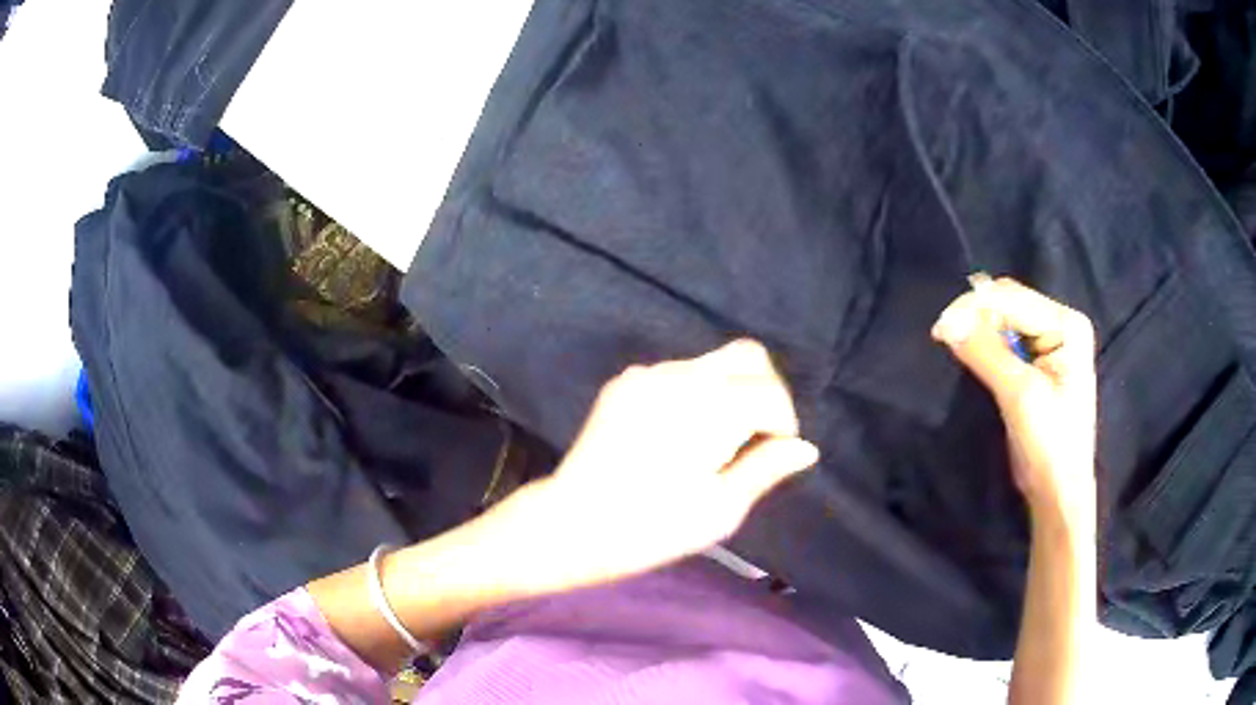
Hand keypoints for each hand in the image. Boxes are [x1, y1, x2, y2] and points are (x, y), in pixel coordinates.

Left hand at [506, 340, 818, 593]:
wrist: (573, 524)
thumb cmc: (653, 528)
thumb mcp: (721, 509)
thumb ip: (766, 468)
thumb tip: (806, 448)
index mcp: (712, 406)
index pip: (771, 392)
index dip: (784, 424)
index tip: (774, 455)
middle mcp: (682, 375)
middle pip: (748, 356)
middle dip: (765, 391)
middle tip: (757, 437)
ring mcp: (648, 374)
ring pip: (712, 362)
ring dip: (730, 392)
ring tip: (715, 442)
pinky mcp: (624, 383)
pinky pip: (676, 374)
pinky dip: (694, 394)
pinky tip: (678, 435)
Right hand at [932, 278, 1097, 526]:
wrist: (1059, 492)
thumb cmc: (1050, 446)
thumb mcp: (1019, 396)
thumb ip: (986, 353)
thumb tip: (947, 322)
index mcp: (1067, 325)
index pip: (1013, 298)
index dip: (974, 308)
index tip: (939, 329)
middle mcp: (1062, 325)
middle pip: (1010, 302)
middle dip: (975, 315)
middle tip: (942, 336)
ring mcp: (1052, 343)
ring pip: (1006, 319)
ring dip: (978, 329)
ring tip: (952, 343)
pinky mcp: (1040, 362)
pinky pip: (1007, 340)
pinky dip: (986, 344)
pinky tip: (970, 352)